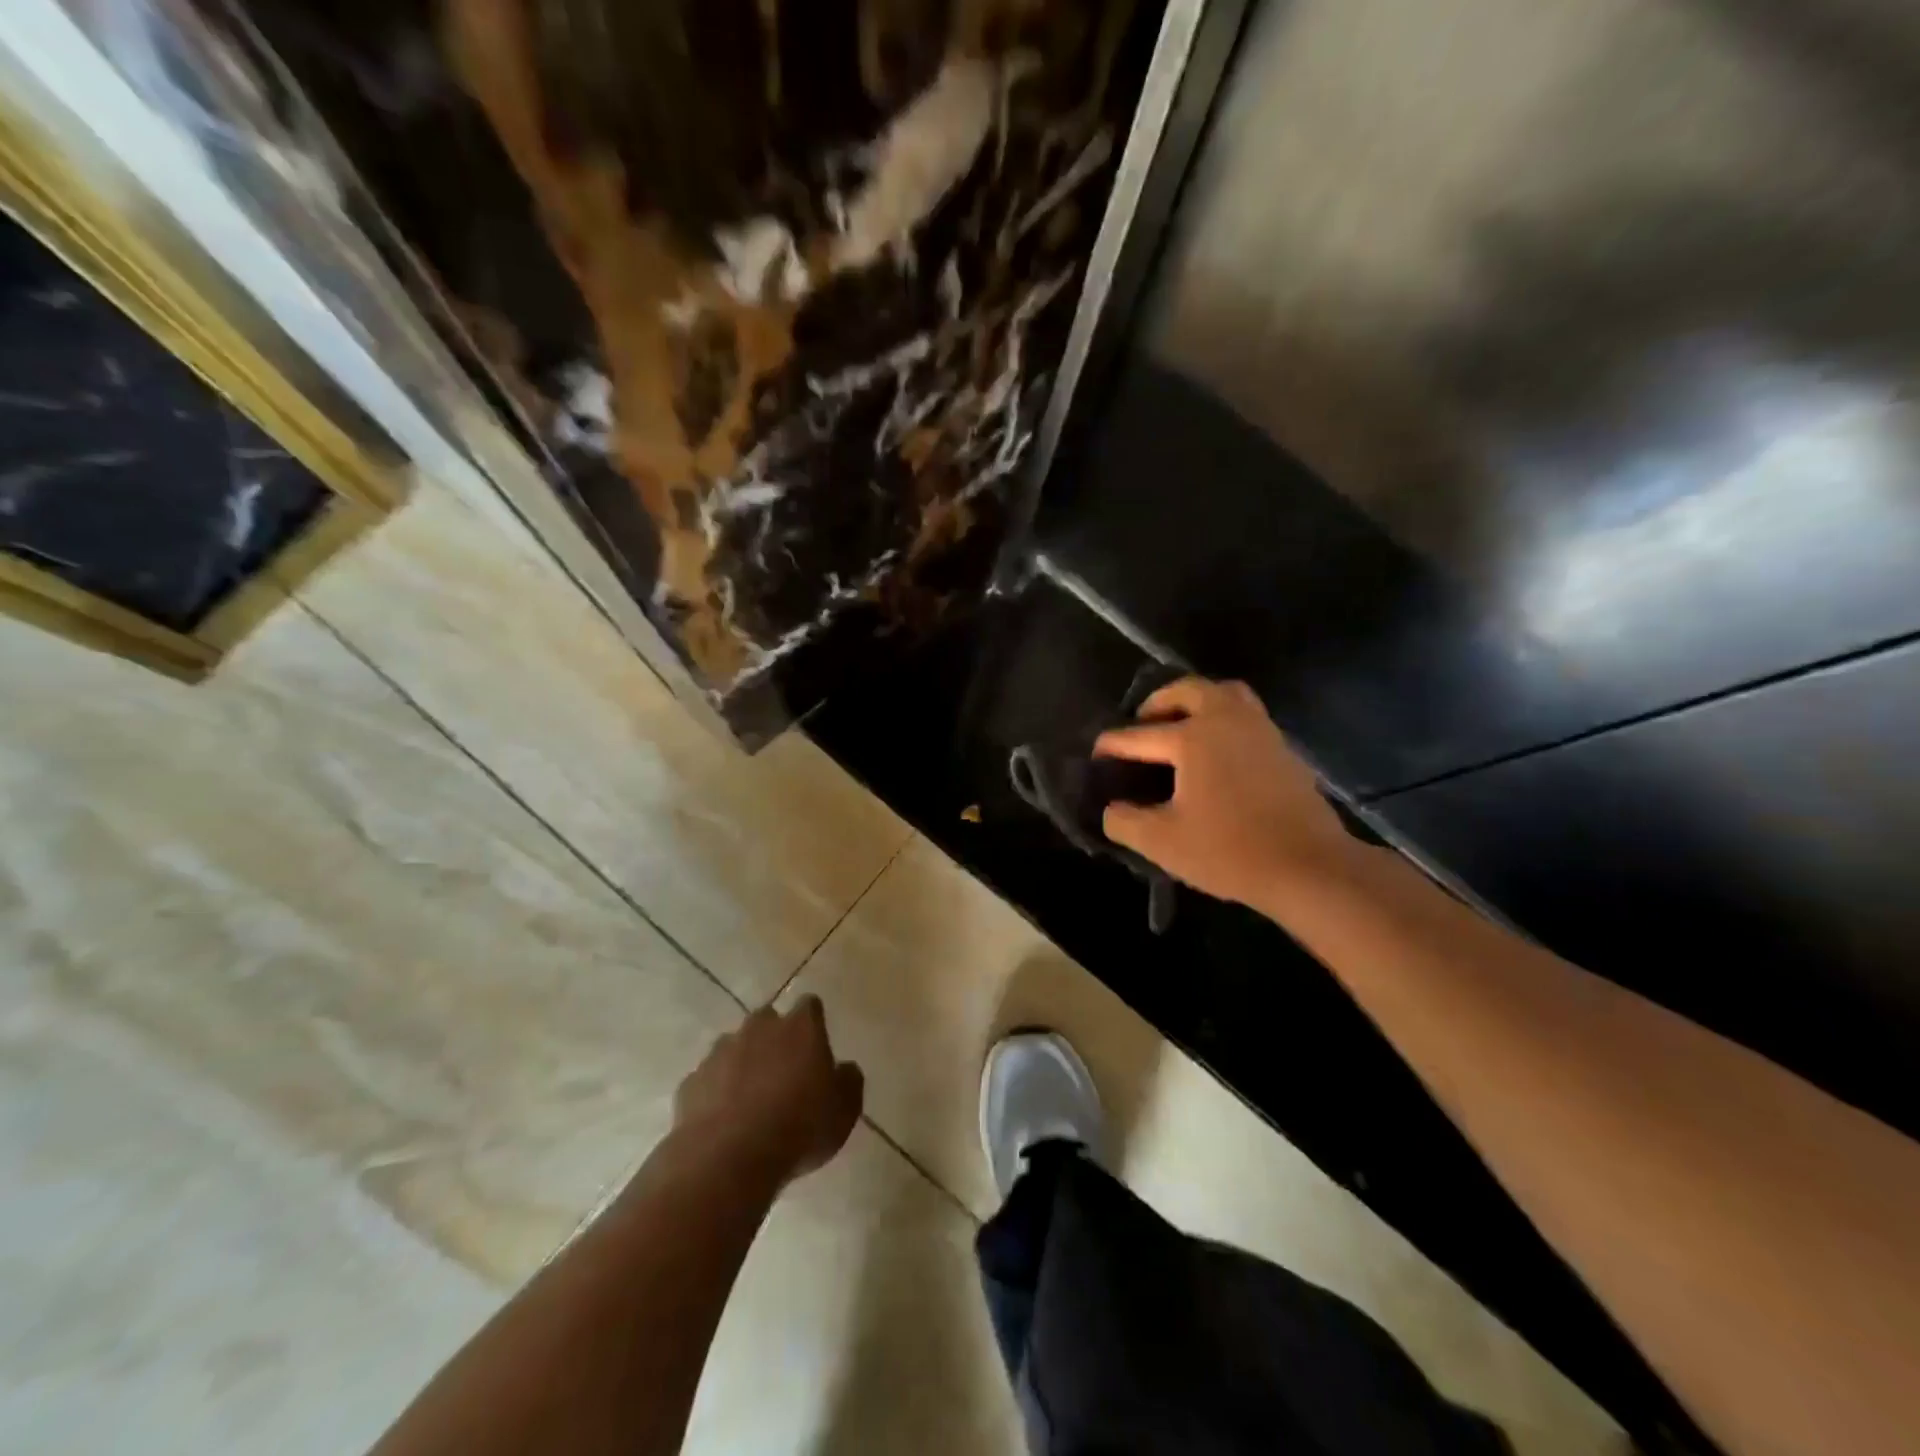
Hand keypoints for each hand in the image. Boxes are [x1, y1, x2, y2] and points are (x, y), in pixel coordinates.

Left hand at [672, 997, 863, 1186]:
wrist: (728, 1158)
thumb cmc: (799, 1127)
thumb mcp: (845, 1110)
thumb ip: (848, 1081)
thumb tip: (844, 1069)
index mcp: (801, 1027)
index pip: (810, 1006)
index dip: (814, 1022)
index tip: (816, 1044)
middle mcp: (760, 1028)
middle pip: (768, 1020)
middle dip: (774, 1038)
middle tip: (783, 1072)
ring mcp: (721, 1052)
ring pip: (735, 1047)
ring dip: (743, 1063)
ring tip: (751, 1099)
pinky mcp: (692, 1081)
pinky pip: (709, 1079)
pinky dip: (716, 1091)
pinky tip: (724, 1120)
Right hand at [1095, 677, 1358, 911]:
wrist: (1309, 867)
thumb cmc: (1229, 851)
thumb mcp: (1162, 842)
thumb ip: (1124, 821)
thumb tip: (1111, 809)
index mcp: (1193, 738)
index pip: (1139, 735)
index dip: (1112, 744)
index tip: (1096, 752)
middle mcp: (1227, 720)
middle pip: (1188, 690)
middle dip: (1159, 701)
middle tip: (1143, 722)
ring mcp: (1260, 731)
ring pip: (1226, 694)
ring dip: (1198, 702)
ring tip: (1180, 727)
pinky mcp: (1282, 749)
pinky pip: (1246, 716)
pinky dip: (1224, 721)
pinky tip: (1215, 754)